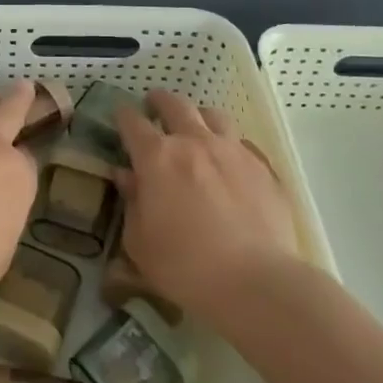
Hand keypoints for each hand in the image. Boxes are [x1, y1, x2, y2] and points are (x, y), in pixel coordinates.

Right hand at [115, 90, 302, 322]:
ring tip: (195, 126)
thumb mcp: (140, 242)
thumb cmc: (185, 266)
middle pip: (174, 105)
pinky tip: (229, 161)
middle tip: (153, 105)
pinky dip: (229, 145)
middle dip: (160, 101)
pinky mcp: (262, 168)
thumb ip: (132, 203)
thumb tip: (127, 177)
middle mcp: (193, 142)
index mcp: (157, 157)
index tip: (119, 115)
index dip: (123, 115)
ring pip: (212, 115)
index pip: (132, 122)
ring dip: (198, 116)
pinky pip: (242, 143)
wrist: (256, 282)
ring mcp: (232, 151)